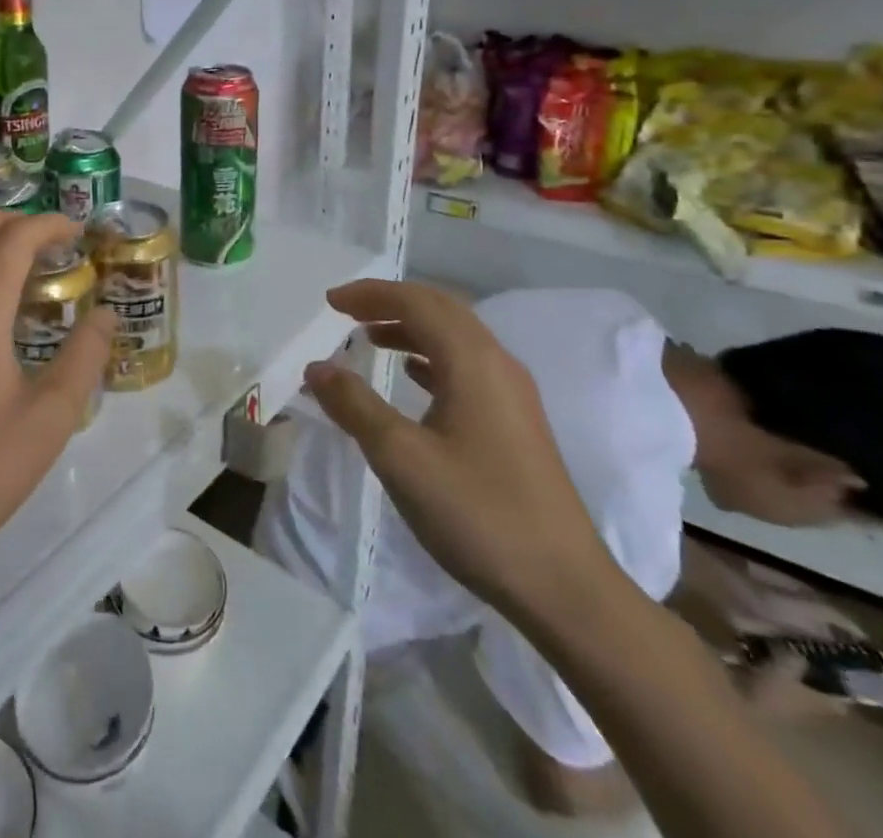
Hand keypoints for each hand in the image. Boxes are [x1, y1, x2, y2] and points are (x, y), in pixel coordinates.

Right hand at [305, 279, 614, 620]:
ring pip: (456, 337)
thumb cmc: (478, 514)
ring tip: (369, 338)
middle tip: (346, 311)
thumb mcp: (402, 459)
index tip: (330, 302)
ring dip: (411, 327)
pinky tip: (413, 375)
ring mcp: (512, 393)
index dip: (370, 294)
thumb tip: (317, 368)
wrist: (565, 588)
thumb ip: (355, 406)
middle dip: (391, 302)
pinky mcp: (516, 421)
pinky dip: (431, 356)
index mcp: (473, 362)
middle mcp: (497, 364)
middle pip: (441, 309)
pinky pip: (467, 365)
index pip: (417, 303)